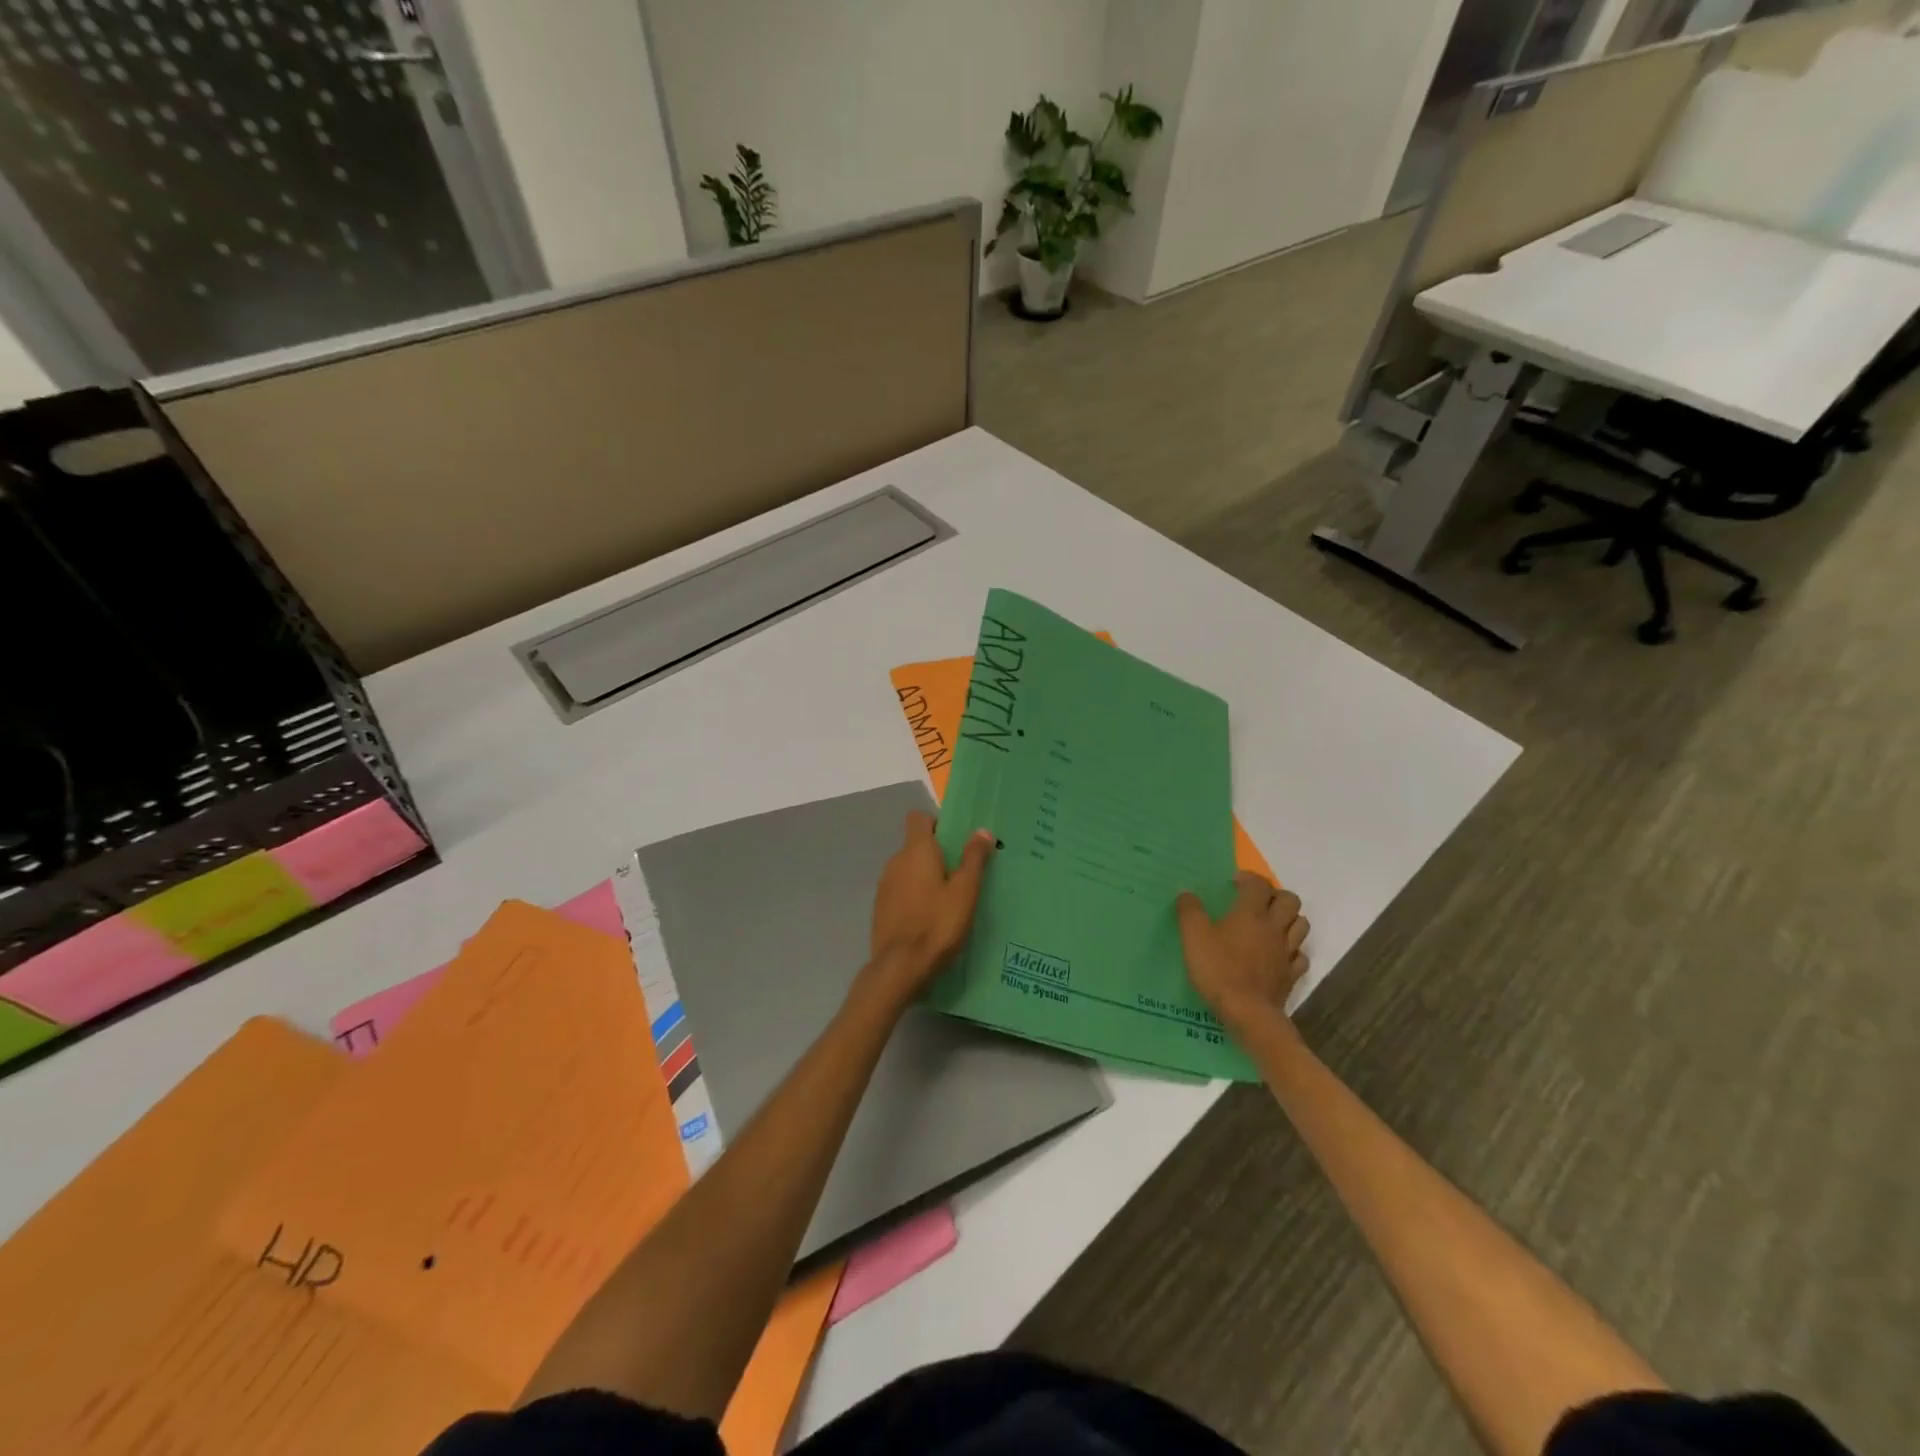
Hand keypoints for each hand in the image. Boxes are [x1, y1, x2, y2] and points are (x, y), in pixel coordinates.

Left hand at [862, 812, 994, 1011]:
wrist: (900, 968)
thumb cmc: (938, 924)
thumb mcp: (965, 891)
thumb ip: (973, 859)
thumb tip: (982, 831)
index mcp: (916, 851)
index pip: (918, 818)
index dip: (936, 824)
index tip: (955, 841)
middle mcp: (895, 862)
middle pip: (915, 845)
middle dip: (936, 854)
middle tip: (961, 874)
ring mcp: (884, 886)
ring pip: (907, 870)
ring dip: (924, 877)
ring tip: (947, 899)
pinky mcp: (880, 908)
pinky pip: (900, 891)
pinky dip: (913, 896)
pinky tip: (929, 918)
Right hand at [1176, 873, 1309, 1033]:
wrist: (1248, 1013)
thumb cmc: (1219, 969)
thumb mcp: (1193, 937)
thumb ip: (1189, 911)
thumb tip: (1187, 894)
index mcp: (1251, 913)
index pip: (1259, 884)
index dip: (1249, 878)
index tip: (1234, 883)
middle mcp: (1274, 928)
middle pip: (1290, 900)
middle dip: (1276, 895)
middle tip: (1257, 902)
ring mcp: (1286, 952)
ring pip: (1301, 925)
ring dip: (1289, 919)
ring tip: (1271, 924)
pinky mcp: (1291, 975)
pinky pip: (1300, 956)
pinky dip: (1292, 950)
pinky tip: (1278, 955)